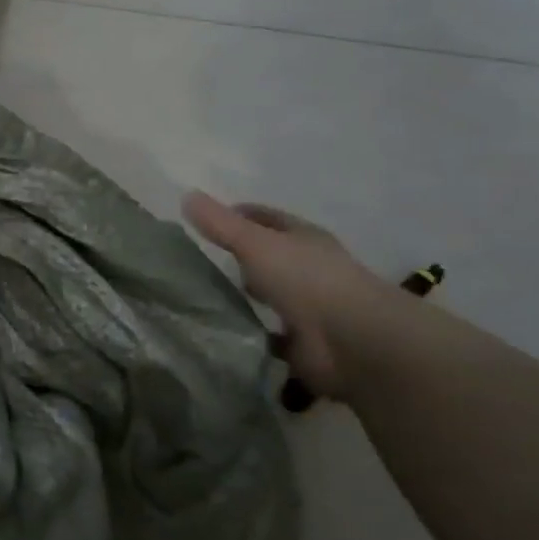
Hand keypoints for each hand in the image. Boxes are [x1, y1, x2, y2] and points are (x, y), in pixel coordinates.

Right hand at [182, 193, 400, 400]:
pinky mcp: (304, 345)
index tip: (207, 220)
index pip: (268, 219)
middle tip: (201, 262)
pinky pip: (269, 336)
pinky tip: (223, 335)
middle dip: (243, 258)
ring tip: (204, 299)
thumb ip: (220, 224)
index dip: (240, 215)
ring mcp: (309, 309)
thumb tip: (186, 195)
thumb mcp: (255, 243)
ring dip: (247, 298)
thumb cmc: (305, 279)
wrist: (351, 341)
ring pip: (271, 297)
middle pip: (271, 258)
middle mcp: (309, 269)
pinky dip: (251, 335)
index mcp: (303, 239)